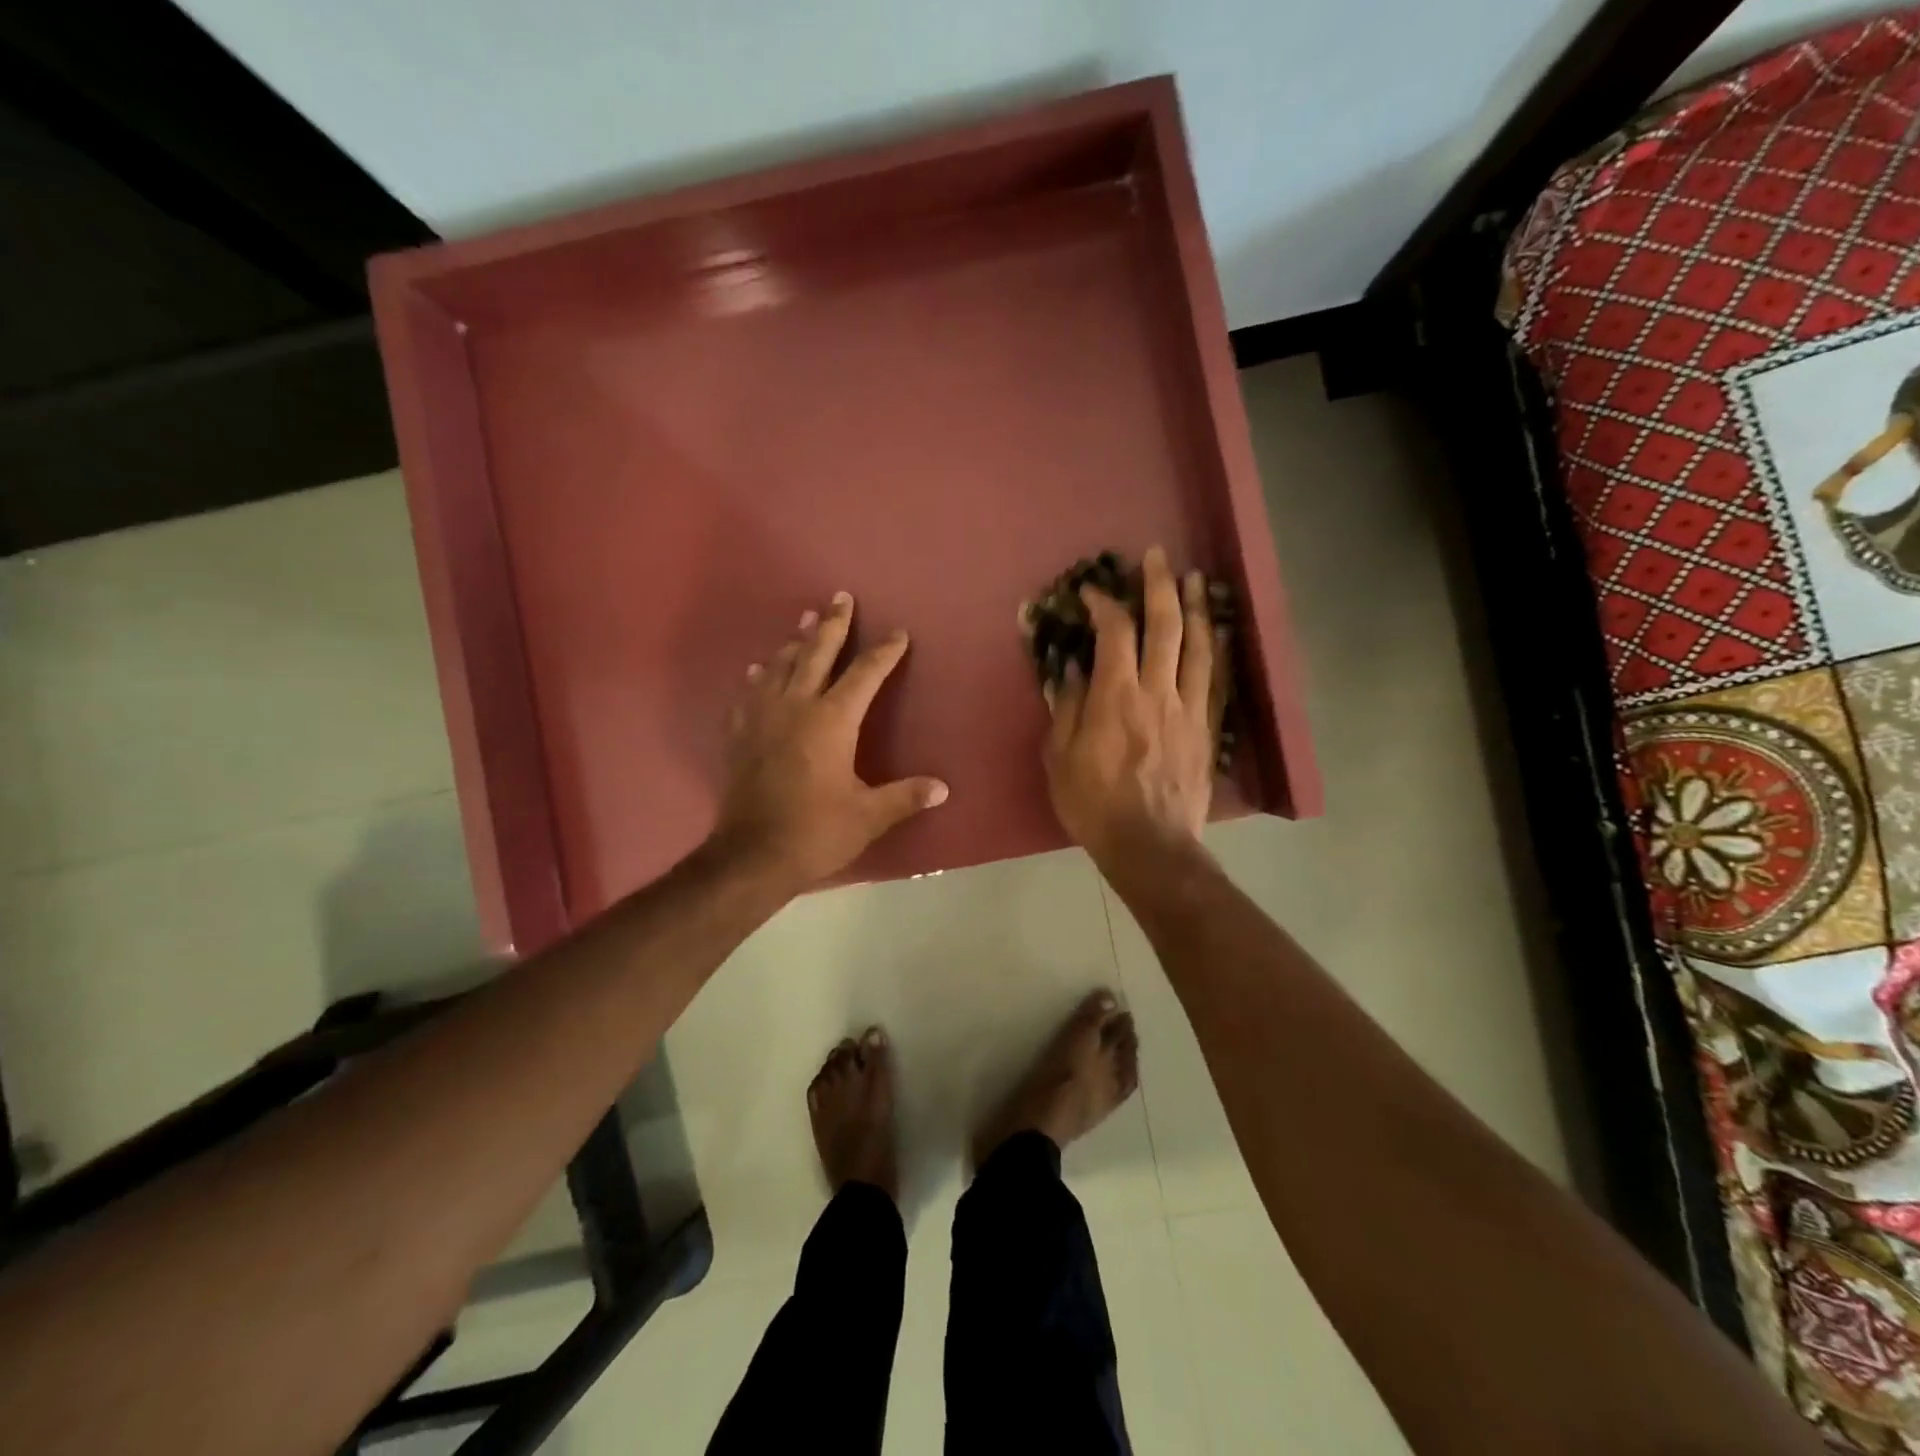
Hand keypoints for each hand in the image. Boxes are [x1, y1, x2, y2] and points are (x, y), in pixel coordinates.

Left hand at [714, 592, 947, 888]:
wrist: (751, 856)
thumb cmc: (816, 832)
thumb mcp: (869, 816)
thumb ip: (905, 796)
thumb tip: (943, 788)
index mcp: (832, 721)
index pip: (864, 675)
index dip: (884, 652)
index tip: (898, 634)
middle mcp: (796, 707)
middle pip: (816, 654)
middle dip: (833, 625)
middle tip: (840, 597)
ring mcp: (762, 718)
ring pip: (780, 666)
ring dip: (795, 642)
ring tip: (805, 620)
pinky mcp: (739, 735)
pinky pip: (750, 693)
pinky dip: (759, 676)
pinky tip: (759, 669)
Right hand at [1044, 546, 1222, 874]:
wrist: (1150, 845)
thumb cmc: (1094, 804)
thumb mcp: (1060, 758)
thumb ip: (1067, 708)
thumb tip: (1072, 669)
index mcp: (1116, 697)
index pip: (1114, 633)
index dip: (1104, 604)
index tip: (1092, 592)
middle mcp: (1157, 691)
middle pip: (1165, 626)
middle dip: (1159, 586)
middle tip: (1157, 556)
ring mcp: (1188, 708)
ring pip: (1198, 645)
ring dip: (1196, 607)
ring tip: (1195, 578)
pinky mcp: (1207, 728)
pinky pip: (1215, 679)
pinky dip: (1217, 648)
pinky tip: (1218, 631)